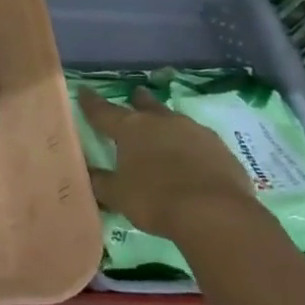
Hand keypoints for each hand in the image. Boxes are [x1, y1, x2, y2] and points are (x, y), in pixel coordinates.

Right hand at [78, 86, 255, 242]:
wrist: (215, 213)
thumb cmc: (155, 199)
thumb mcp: (117, 195)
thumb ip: (100, 182)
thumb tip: (88, 173)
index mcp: (130, 128)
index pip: (102, 111)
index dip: (90, 102)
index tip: (83, 90)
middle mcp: (161, 121)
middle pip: (145, 104)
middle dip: (138, 100)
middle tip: (134, 95)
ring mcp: (194, 131)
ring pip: (175, 119)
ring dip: (166, 123)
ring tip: (164, 131)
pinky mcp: (220, 148)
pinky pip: (199, 141)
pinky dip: (191, 146)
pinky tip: (192, 158)